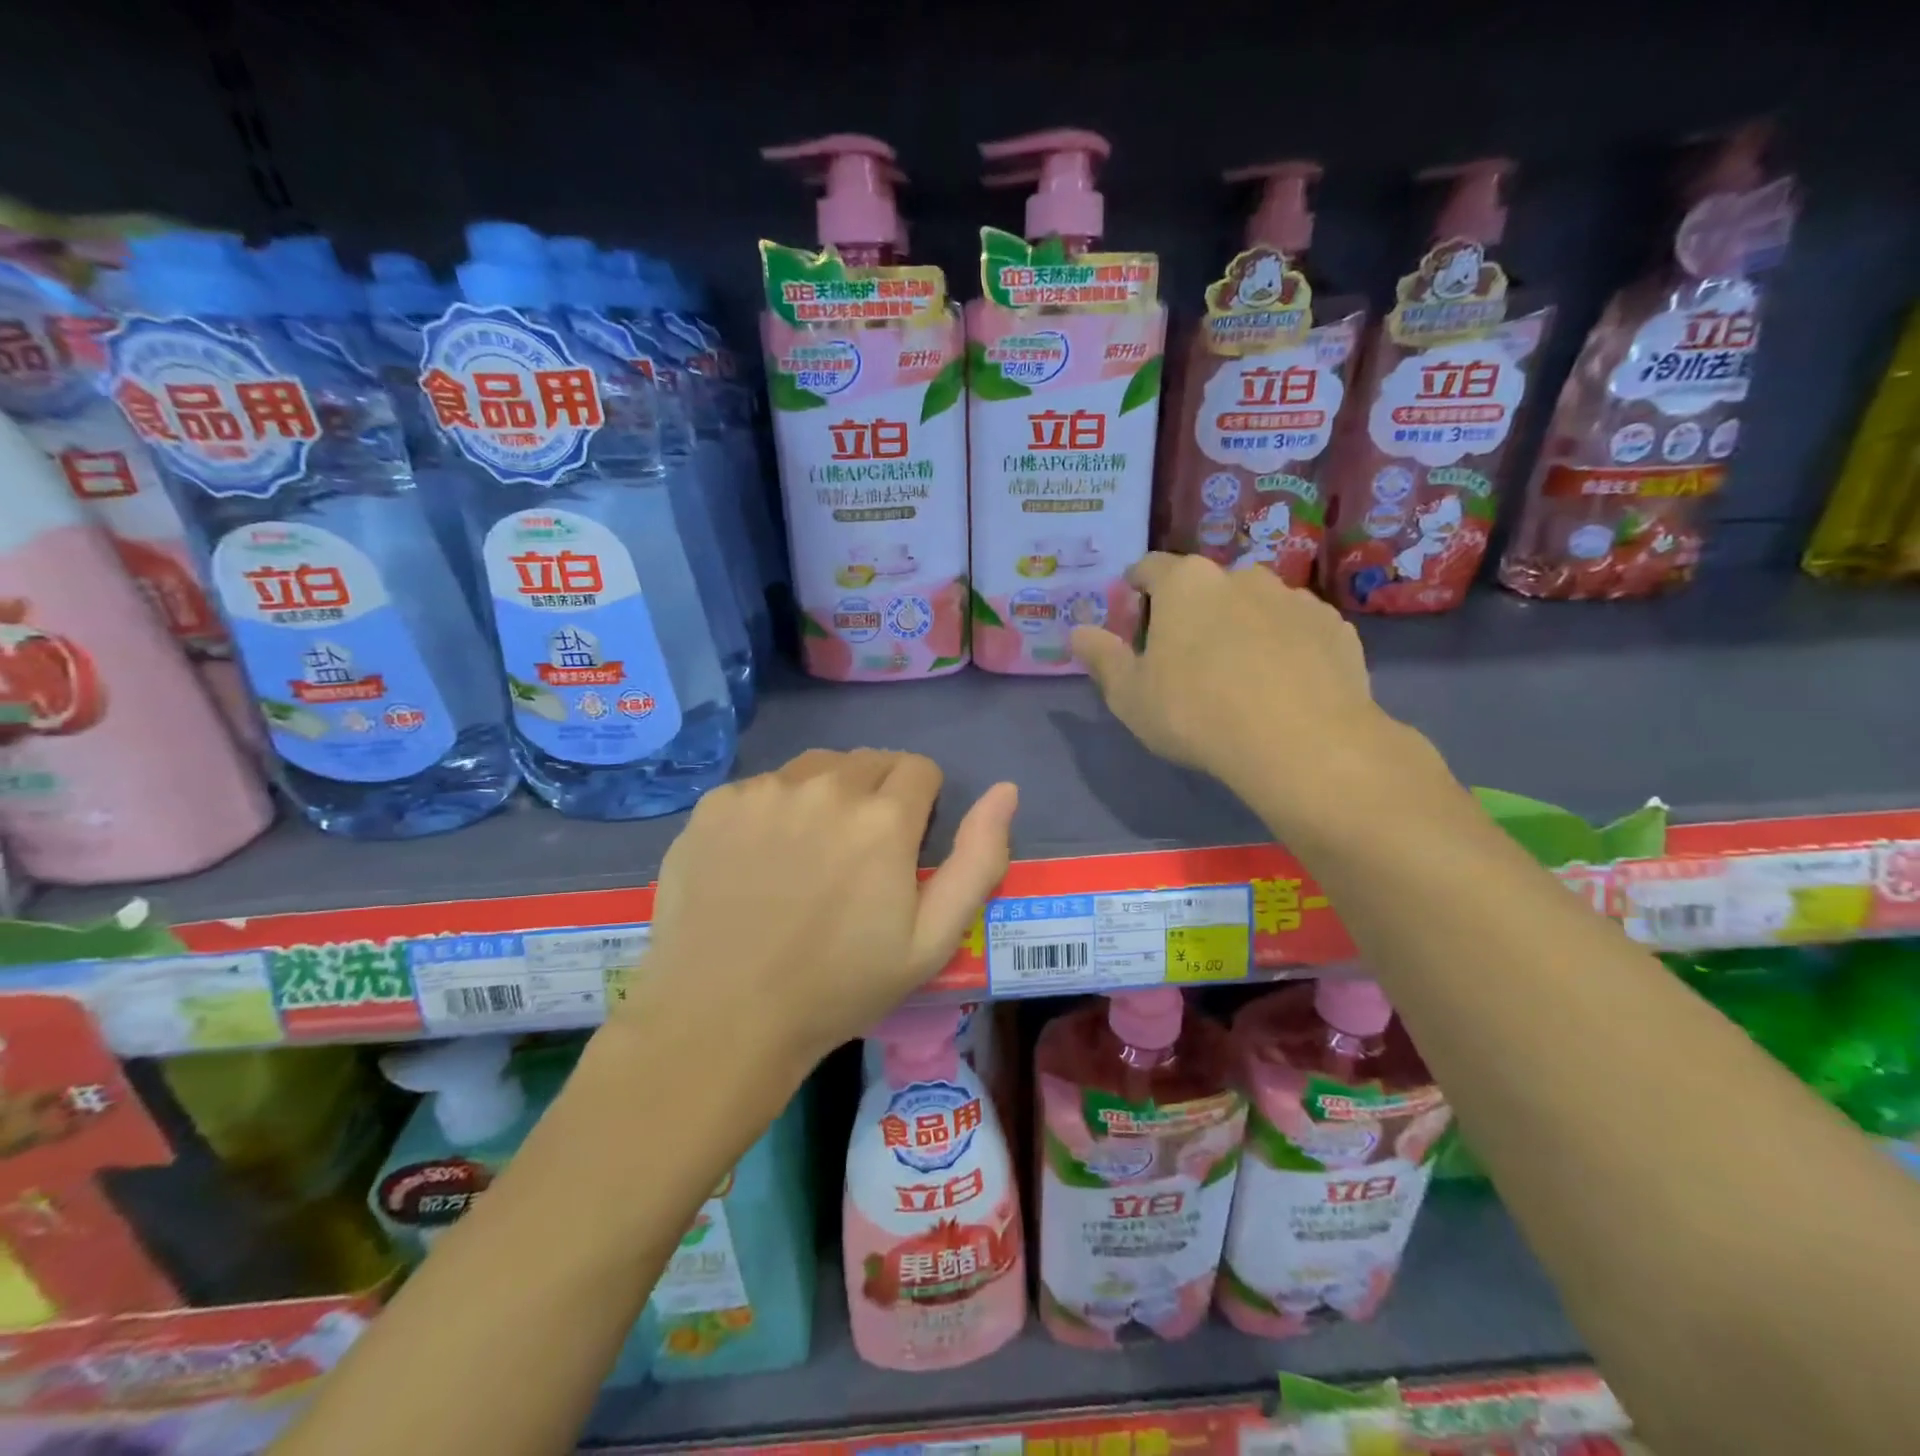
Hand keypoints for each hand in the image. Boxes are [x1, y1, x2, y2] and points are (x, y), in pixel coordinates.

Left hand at [638, 750, 1016, 1071]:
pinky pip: (762, 787)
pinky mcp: (716, 804)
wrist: (721, 1019)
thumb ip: (978, 859)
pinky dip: (772, 810)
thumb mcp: (932, 940)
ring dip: (826, 793)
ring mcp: (764, 790)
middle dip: (877, 794)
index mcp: (883, 818)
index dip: (921, 804)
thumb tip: (1006, 791)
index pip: (920, 768)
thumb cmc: (838, 986)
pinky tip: (758, 861)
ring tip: (810, 852)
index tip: (904, 845)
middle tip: (859, 854)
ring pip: (816, 767)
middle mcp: (825, 786)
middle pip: (870, 760)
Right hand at [1071, 553, 1395, 818]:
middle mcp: (1241, 575)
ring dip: (1240, 627)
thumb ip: (1102, 658)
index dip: (1136, 588)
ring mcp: (1294, 598)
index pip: (1150, 567)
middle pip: (1205, 586)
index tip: (1134, 616)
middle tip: (1185, 658)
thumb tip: (1077, 632)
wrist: (1301, 742)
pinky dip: (1284, 646)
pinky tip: (1282, 686)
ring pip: (1254, 605)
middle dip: (1192, 612)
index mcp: (1186, 583)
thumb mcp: (1129, 695)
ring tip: (1240, 676)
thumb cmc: (1196, 713)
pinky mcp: (1335, 626)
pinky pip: (1296, 630)